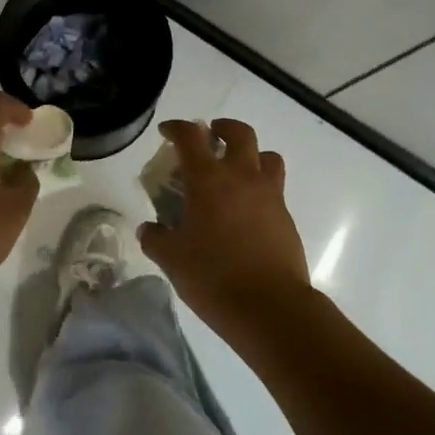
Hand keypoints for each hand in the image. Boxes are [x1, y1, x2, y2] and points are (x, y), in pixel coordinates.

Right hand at [138, 119, 313, 344]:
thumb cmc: (213, 277)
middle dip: (223, 129)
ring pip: (267, 156)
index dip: (177, 128)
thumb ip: (156, 239)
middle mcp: (242, 177)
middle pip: (240, 133)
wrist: (269, 305)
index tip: (167, 131)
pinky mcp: (286, 217)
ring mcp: (269, 195)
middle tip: (210, 139)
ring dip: (251, 155)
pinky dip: (260, 187)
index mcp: (208, 180)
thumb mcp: (172, 259)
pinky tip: (246, 212)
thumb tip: (149, 229)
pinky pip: (275, 188)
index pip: (190, 137)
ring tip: (236, 172)